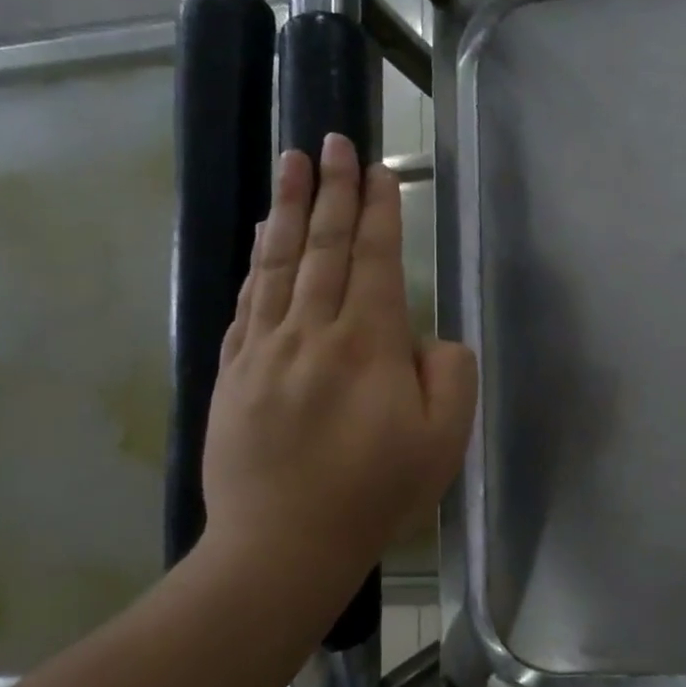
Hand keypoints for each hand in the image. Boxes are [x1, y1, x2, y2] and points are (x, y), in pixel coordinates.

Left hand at [201, 135, 477, 584]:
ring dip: (288, 209)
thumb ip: (450, 374)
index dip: (376, 211)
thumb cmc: (375, 493)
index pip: (372, 260)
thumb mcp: (444, 440)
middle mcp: (311, 332)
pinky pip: (248, 302)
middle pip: (322, 247)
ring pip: (277, 264)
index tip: (377, 171)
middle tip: (333, 141)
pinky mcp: (234, 373)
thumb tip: (429, 338)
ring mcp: (264, 350)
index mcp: (367, 344)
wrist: (281, 545)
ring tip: (292, 163)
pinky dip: (258, 262)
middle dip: (331, 190)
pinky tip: (261, 238)